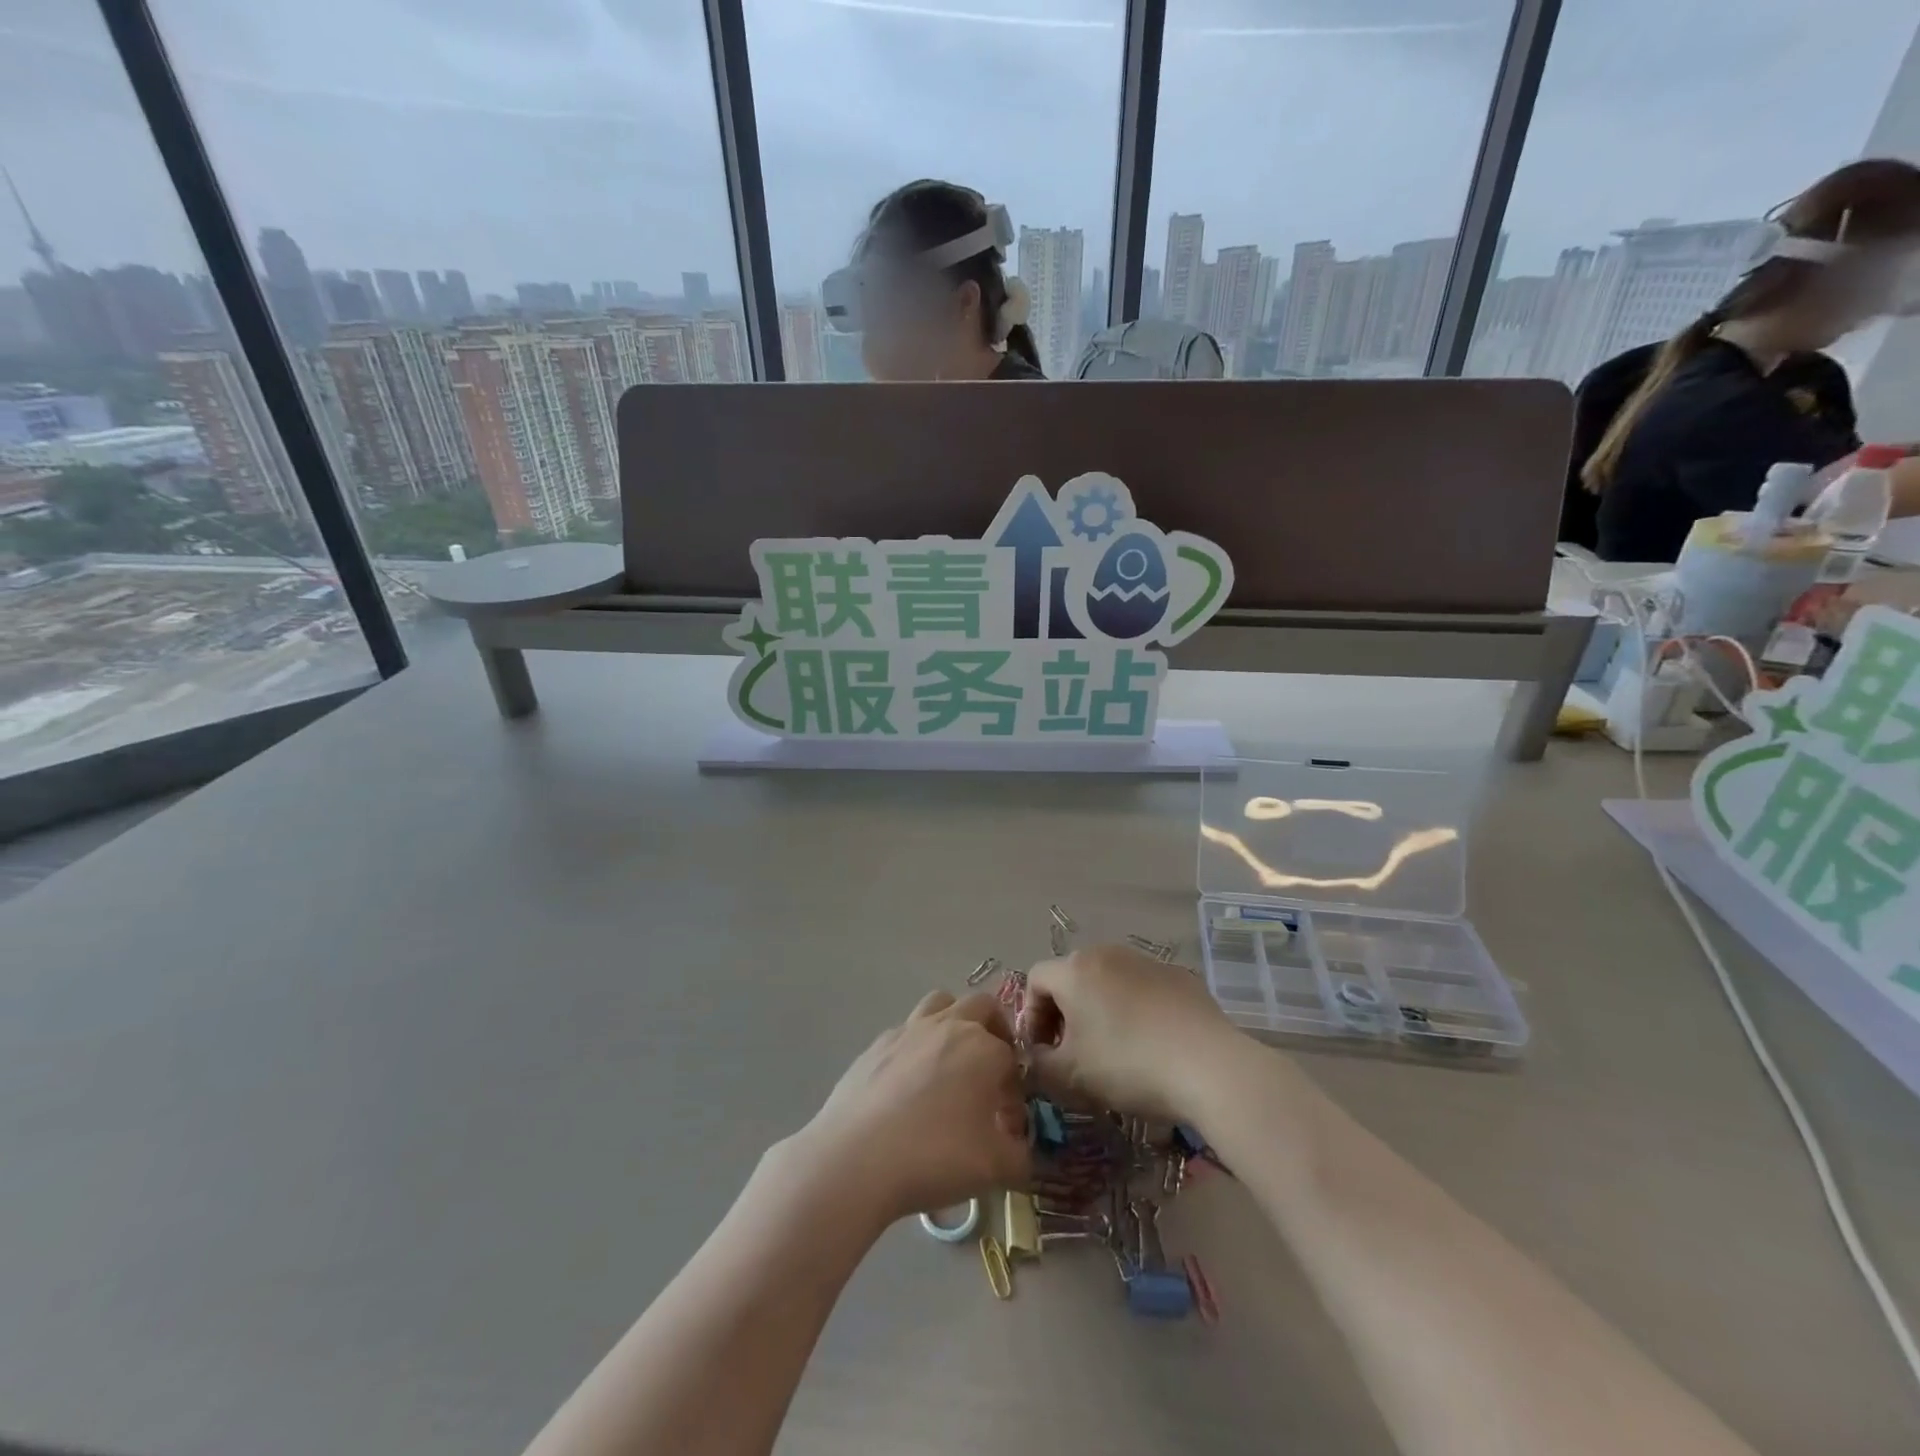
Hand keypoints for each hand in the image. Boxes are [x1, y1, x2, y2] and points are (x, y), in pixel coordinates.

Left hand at [797, 991, 1029, 1226]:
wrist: (856, 1159)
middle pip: (982, 1006)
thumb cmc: (934, 1157)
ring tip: (950, 1062)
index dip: (1014, 1088)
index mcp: (984, 1048)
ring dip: (953, 1021)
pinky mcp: (877, 1044)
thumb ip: (1022, 1158)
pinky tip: (908, 1086)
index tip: (1006, 1121)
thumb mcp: (994, 1169)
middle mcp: (949, 1026)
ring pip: (941, 1003)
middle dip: (994, 1030)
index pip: (1012, 1057)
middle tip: (990, 1070)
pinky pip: (906, 1031)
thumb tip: (1024, 1153)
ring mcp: (908, 1030)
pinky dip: (916, 1046)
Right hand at [1020, 944, 1236, 1118]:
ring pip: (1108, 981)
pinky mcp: (1179, 976)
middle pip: (1071, 976)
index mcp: (1075, 970)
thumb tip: (1035, 1057)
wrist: (1209, 1065)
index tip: (1044, 1051)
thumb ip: (1039, 1064)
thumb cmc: (1128, 1064)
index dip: (1031, 1016)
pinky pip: (1142, 988)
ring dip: (1099, 1009)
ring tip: (1112, 1049)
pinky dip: (1134, 1009)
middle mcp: (1107, 953)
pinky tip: (1150, 1044)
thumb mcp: (1070, 1075)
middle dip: (1064, 1013)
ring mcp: (1146, 961)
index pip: (1036, 979)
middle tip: (1073, 1052)